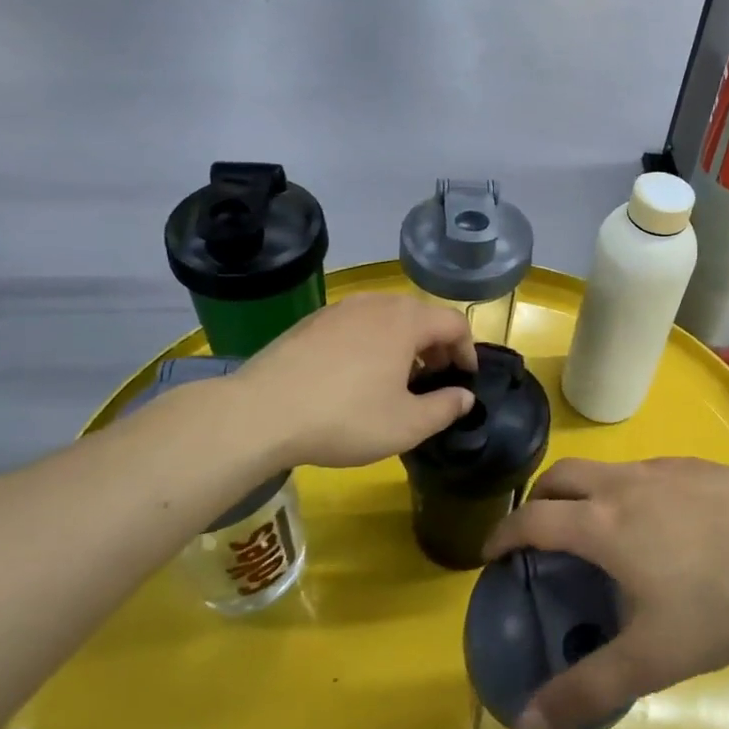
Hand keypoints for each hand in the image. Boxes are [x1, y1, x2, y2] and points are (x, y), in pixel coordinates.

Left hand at [236, 293, 476, 469]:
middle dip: (436, 346)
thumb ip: (445, 408)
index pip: (454, 323)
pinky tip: (355, 375)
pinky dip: (371, 342)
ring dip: (403, 343)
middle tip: (433, 380)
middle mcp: (377, 303)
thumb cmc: (345, 417)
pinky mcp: (313, 320)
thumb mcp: (407, 425)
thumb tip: (465, 397)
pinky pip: (357, 324)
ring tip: (396, 378)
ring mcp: (341, 308)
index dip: (467, 351)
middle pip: (421, 316)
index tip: (464, 379)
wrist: (261, 413)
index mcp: (407, 320)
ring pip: (388, 317)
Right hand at [482, 458, 728, 728]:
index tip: (491, 553)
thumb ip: (587, 689)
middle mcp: (625, 484)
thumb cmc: (717, 600)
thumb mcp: (651, 658)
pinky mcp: (699, 466)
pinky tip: (662, 524)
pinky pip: (646, 471)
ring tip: (600, 530)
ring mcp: (665, 468)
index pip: (533, 518)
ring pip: (606, 470)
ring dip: (585, 492)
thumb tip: (525, 721)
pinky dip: (629, 489)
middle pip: (563, 475)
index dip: (504, 533)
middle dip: (540, 498)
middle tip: (538, 533)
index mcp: (602, 523)